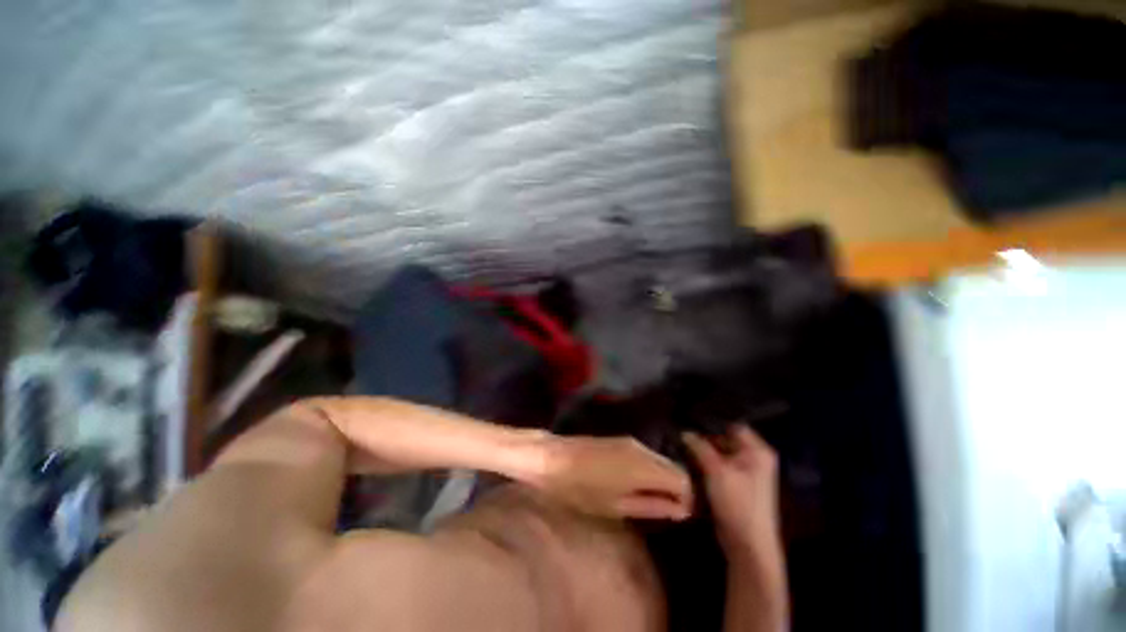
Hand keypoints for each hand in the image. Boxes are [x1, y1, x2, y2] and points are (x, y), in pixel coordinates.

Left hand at [532, 436, 692, 520]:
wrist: (550, 458)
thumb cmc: (580, 488)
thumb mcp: (616, 505)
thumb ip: (652, 505)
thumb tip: (680, 509)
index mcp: (644, 465)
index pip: (683, 479)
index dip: (687, 499)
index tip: (678, 516)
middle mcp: (642, 448)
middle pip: (674, 466)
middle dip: (677, 489)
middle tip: (666, 511)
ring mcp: (631, 441)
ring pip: (661, 459)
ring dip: (663, 479)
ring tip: (652, 500)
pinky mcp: (621, 439)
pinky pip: (647, 455)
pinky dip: (650, 470)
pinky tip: (638, 484)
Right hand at [683, 426, 780, 559]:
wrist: (748, 545)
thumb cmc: (737, 503)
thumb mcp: (716, 470)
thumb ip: (699, 446)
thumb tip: (684, 432)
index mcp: (758, 451)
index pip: (732, 425)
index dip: (712, 423)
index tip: (689, 420)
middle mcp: (755, 458)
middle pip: (725, 439)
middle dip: (704, 438)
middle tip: (682, 434)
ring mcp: (747, 473)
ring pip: (720, 453)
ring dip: (703, 452)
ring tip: (682, 446)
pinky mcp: (737, 485)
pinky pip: (720, 466)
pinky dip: (706, 464)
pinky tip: (690, 461)